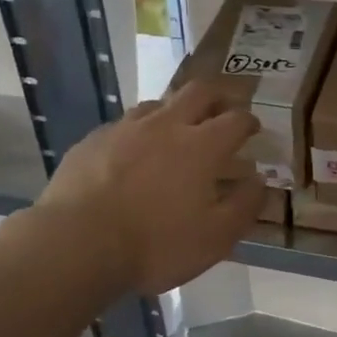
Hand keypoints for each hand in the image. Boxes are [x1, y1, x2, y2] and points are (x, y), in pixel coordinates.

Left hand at [34, 81, 264, 295]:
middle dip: (218, 96)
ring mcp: (125, 128)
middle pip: (199, 92)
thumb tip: (259, 180)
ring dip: (175, 110)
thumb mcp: (215, 238)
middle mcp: (166, 125)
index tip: (253, 129)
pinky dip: (138, 132)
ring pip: (158, 103)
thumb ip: (244, 206)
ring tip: (176, 130)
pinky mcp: (93, 140)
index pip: (236, 120)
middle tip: (223, 109)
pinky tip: (131, 152)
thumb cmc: (155, 245)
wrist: (76, 244)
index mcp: (201, 146)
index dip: (249, 122)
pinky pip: (123, 125)